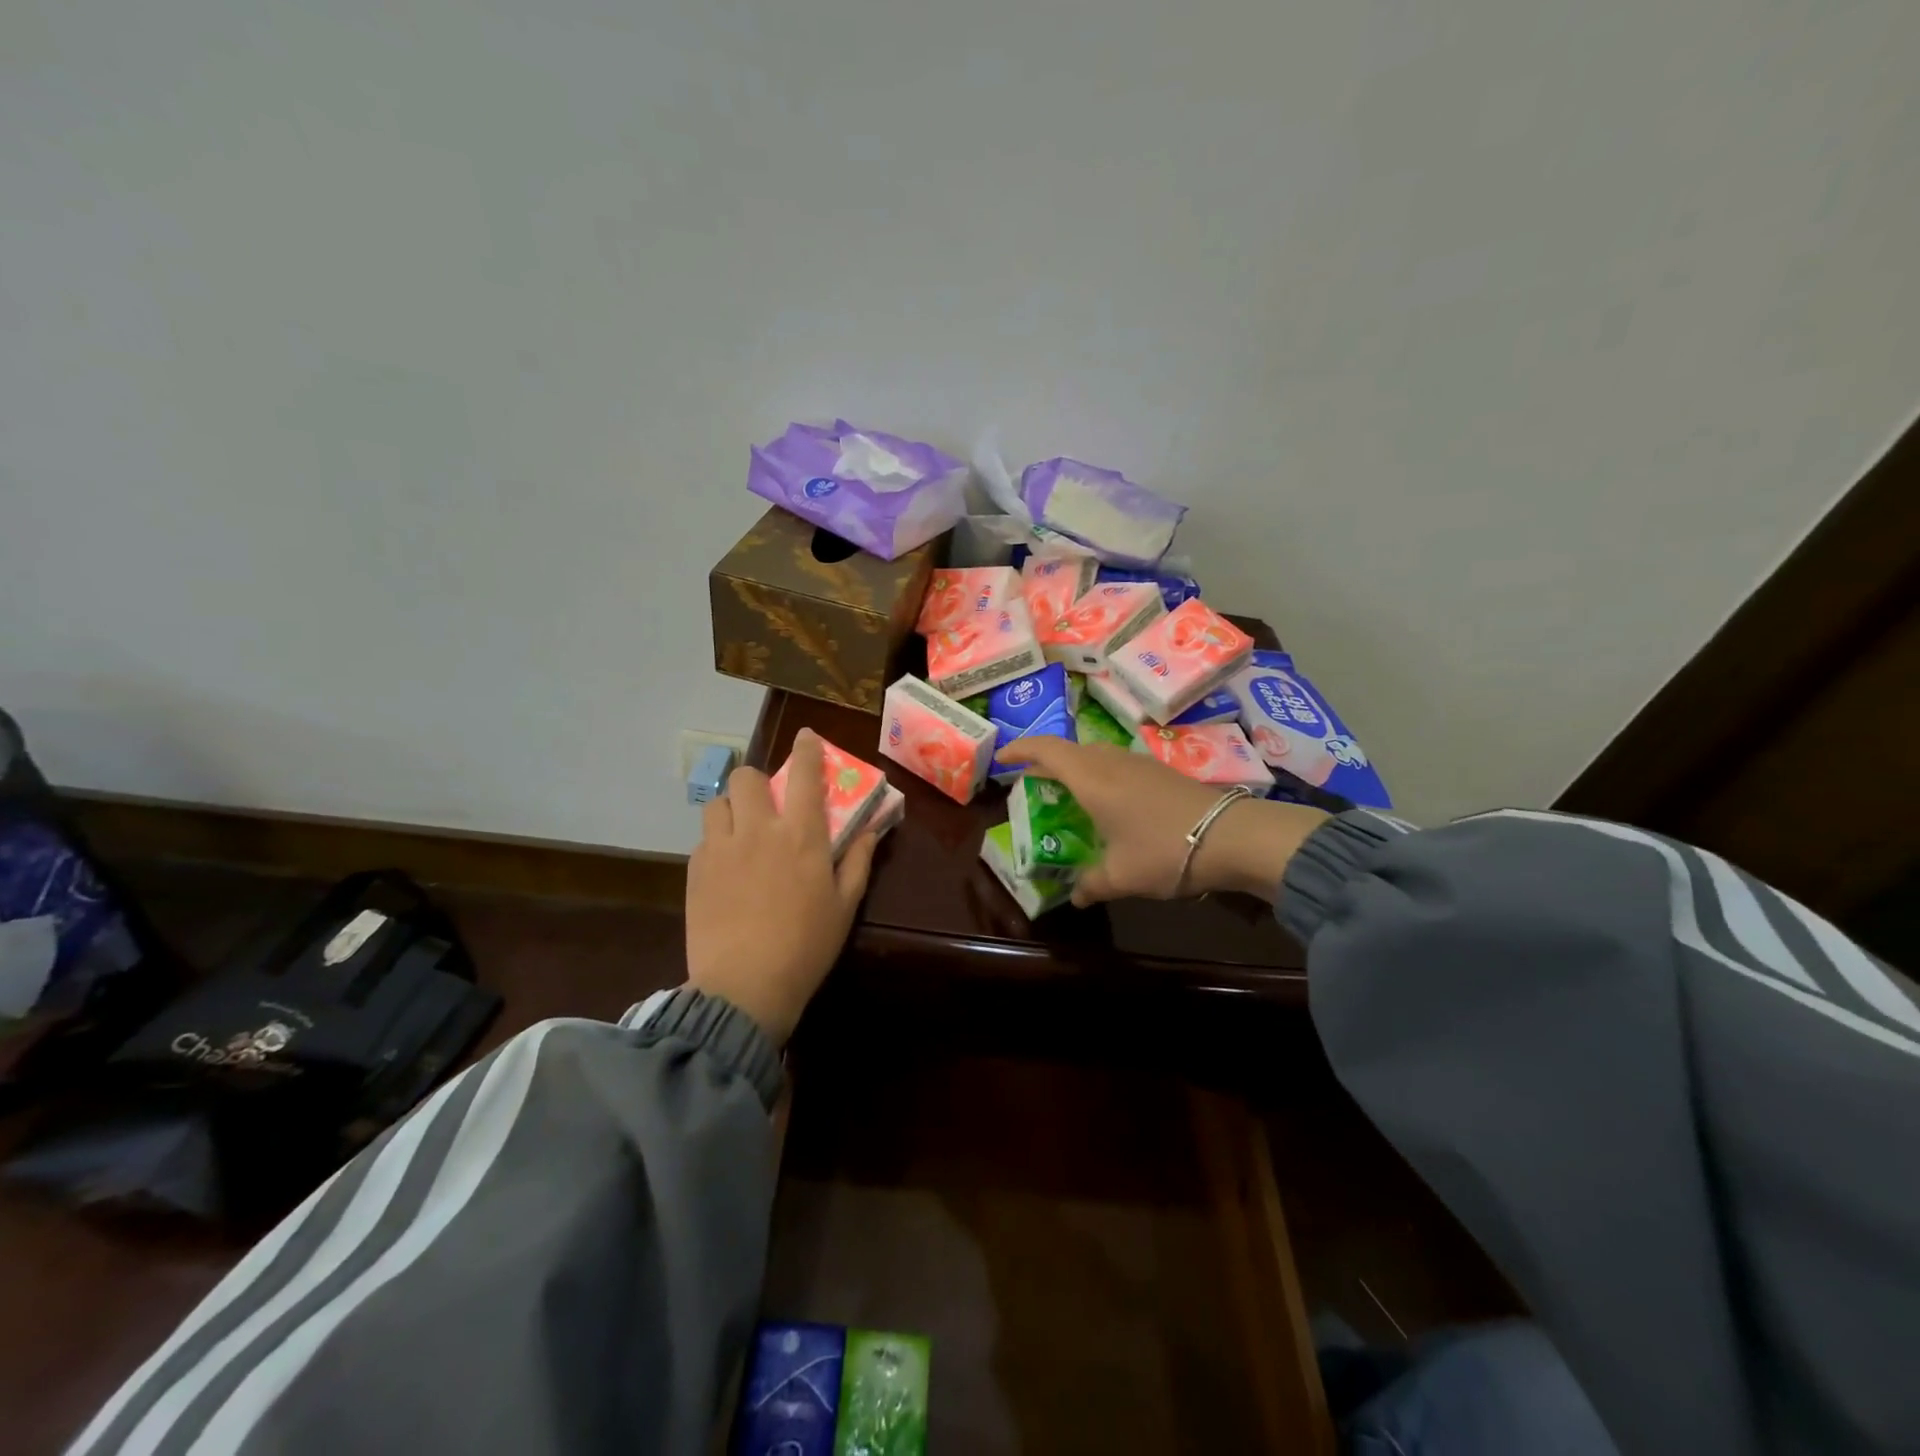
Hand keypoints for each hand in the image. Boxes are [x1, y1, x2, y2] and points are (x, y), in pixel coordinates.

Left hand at [684, 730, 876, 1044]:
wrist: (744, 987)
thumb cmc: (806, 946)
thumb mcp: (845, 905)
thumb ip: (858, 860)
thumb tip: (871, 829)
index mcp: (801, 835)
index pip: (804, 774)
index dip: (806, 749)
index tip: (805, 737)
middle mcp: (758, 830)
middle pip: (746, 777)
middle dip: (758, 782)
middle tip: (767, 806)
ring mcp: (721, 848)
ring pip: (718, 803)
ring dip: (733, 809)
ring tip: (742, 833)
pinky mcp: (695, 870)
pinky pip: (704, 839)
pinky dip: (718, 842)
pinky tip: (727, 869)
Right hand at [994, 737, 1326, 906]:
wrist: (1232, 835)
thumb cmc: (1164, 850)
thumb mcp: (1121, 876)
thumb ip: (1091, 884)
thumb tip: (1076, 896)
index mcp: (1091, 778)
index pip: (1045, 750)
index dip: (1020, 749)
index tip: (1002, 759)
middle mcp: (1110, 761)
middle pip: (1068, 750)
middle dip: (1045, 762)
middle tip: (1031, 783)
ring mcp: (1138, 762)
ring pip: (1094, 754)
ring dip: (1074, 768)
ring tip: (1066, 793)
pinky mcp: (1160, 771)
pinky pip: (1115, 764)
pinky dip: (1098, 775)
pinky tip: (1108, 803)